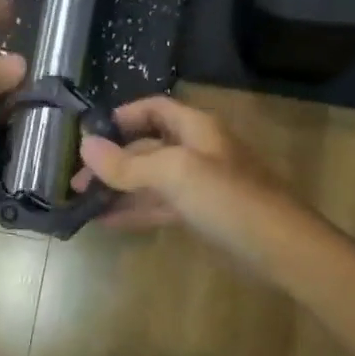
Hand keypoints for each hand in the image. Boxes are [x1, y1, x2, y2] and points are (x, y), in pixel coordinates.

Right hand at [71, 95, 290, 247]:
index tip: (89, 135)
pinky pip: (159, 206)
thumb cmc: (228, 198)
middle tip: (76, 179)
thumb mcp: (175, 173)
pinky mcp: (200, 214)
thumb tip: (84, 147)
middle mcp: (196, 150)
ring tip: (83, 202)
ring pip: (150, 179)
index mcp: (195, 128)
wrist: (279, 247)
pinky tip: (107, 221)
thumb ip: (128, 163)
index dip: (122, 116)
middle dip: (112, 160)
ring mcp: (198, 184)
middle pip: (147, 146)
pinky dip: (134, 210)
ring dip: (119, 188)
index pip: (153, 108)